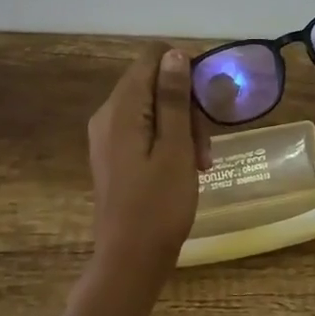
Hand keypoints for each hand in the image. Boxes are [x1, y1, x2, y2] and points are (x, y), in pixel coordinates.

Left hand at [87, 44, 211, 276]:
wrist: (130, 261)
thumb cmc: (158, 206)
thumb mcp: (175, 149)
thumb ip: (173, 99)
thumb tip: (174, 54)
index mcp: (122, 108)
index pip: (152, 57)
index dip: (185, 69)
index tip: (207, 101)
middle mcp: (108, 115)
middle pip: (153, 83)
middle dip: (186, 105)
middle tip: (205, 146)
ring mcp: (107, 136)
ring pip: (152, 108)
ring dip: (182, 127)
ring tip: (200, 163)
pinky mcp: (114, 155)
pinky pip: (144, 130)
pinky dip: (168, 141)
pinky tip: (185, 168)